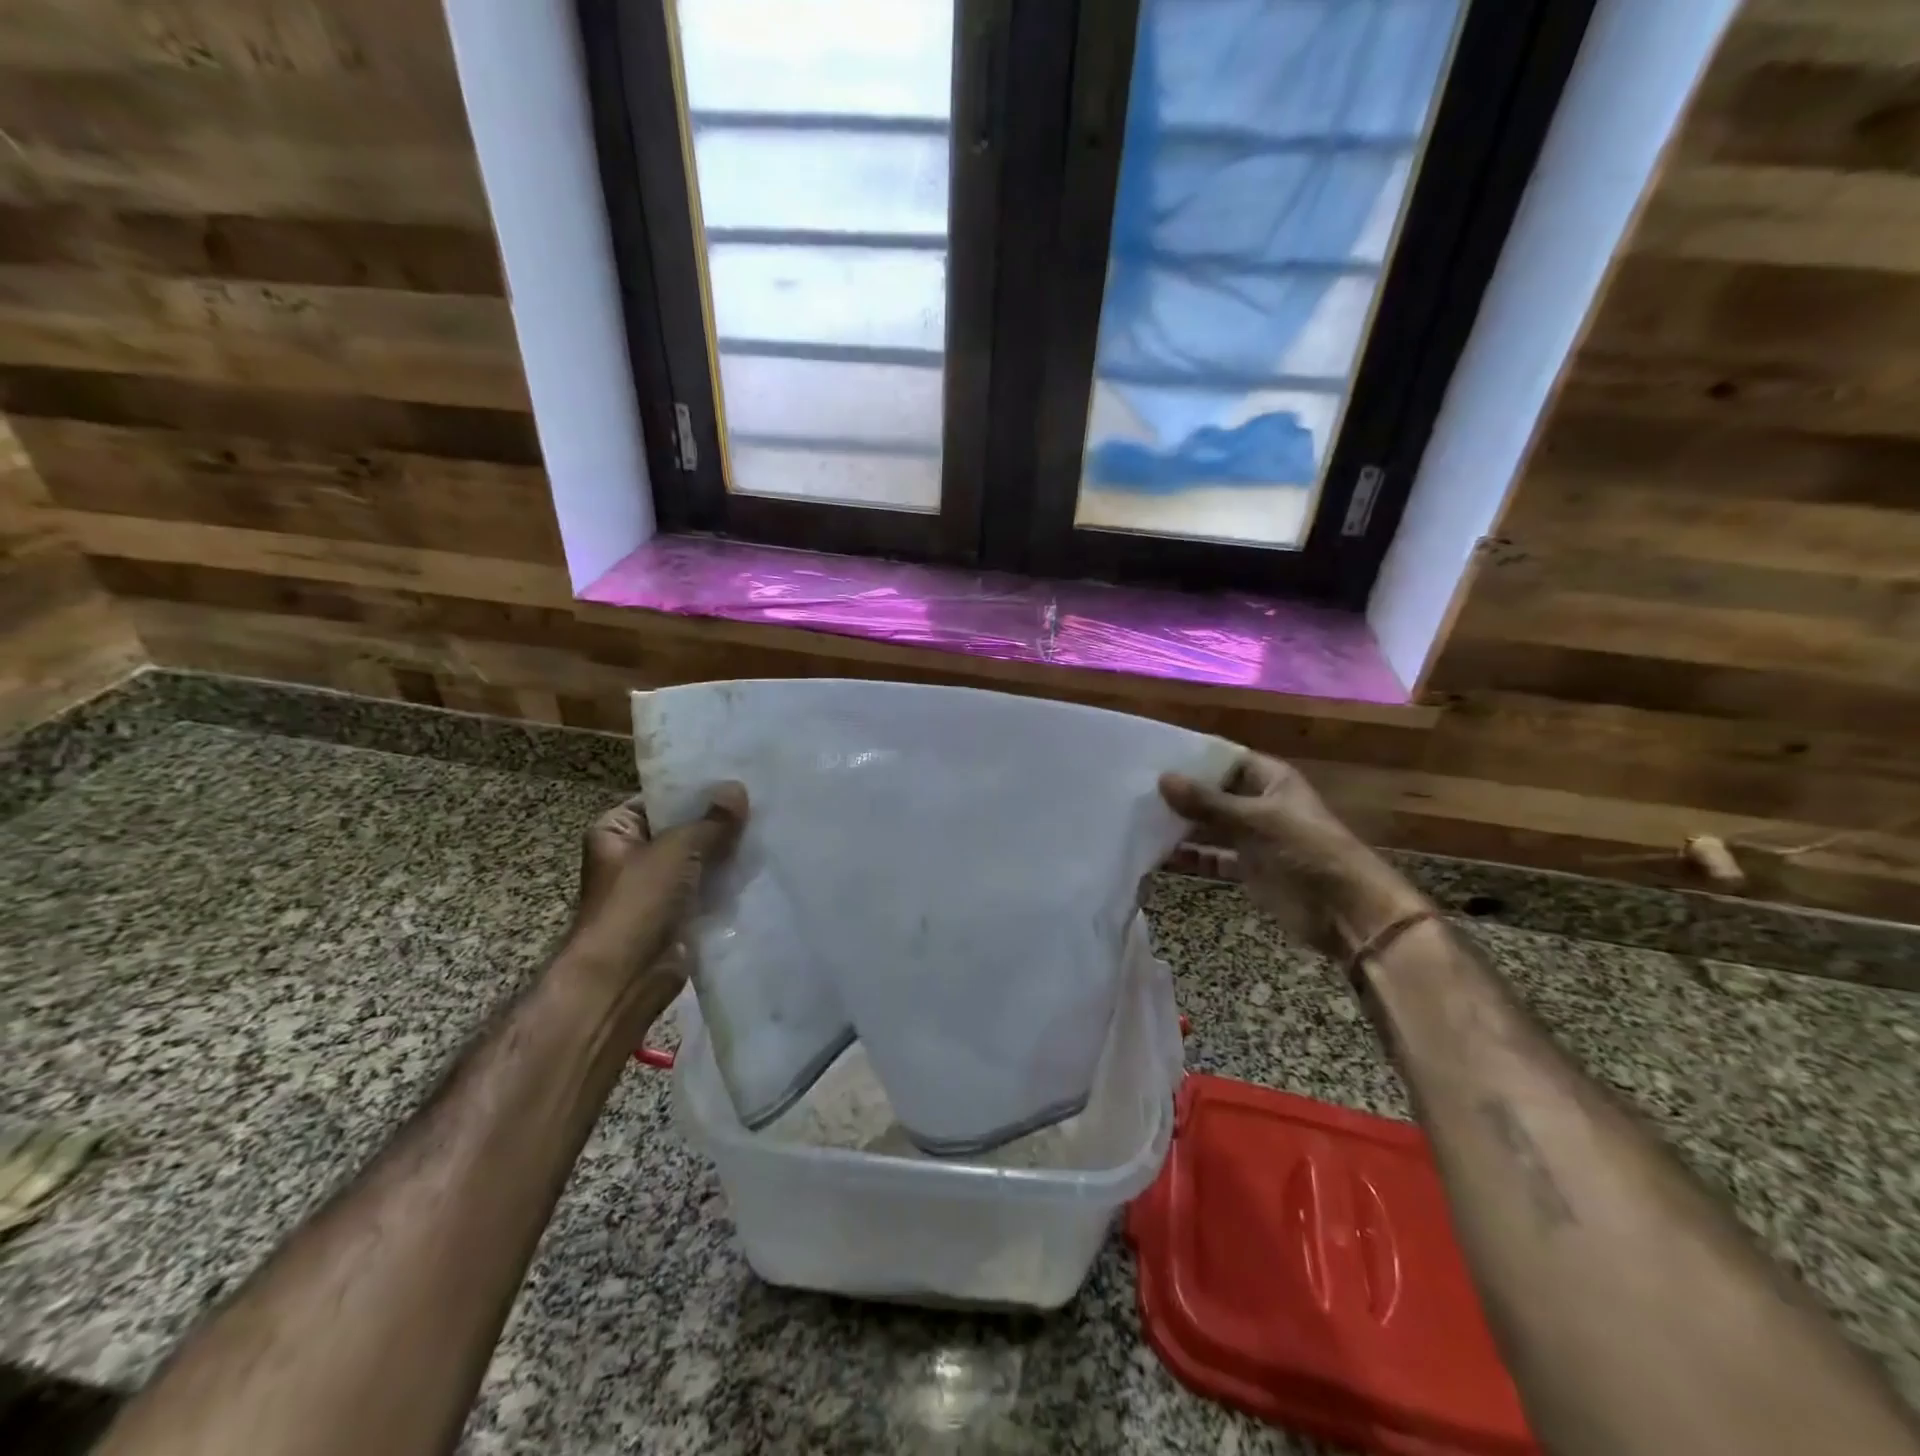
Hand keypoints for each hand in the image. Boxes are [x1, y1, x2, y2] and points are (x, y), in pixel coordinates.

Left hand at [561, 784, 748, 1008]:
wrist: (625, 977)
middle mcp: (634, 855)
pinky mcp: (679, 914)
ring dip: (728, 852)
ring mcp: (657, 887)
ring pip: (701, 859)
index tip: (737, 778)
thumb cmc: (638, 902)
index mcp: (616, 831)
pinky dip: (730, 881)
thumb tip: (737, 789)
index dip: (697, 790)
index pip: (661, 799)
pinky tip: (762, 864)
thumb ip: (711, 820)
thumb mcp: (677, 849)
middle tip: (761, 802)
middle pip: (684, 828)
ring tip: (770, 828)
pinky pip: (709, 888)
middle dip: (719, 821)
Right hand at [1160, 754, 1426, 958]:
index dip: (1194, 758)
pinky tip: (1159, 855)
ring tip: (1139, 819)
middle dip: (1182, 794)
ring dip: (1182, 826)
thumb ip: (1207, 802)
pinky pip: (1213, 857)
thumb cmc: (1306, 852)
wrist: (1345, 912)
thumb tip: (1162, 778)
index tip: (1154, 757)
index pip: (1226, 759)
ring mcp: (1254, 837)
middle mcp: (1260, 804)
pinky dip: (1191, 857)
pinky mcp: (1249, 868)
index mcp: (1271, 780)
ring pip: (1210, 825)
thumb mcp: (1255, 821)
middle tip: (1136, 789)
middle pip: (1214, 793)